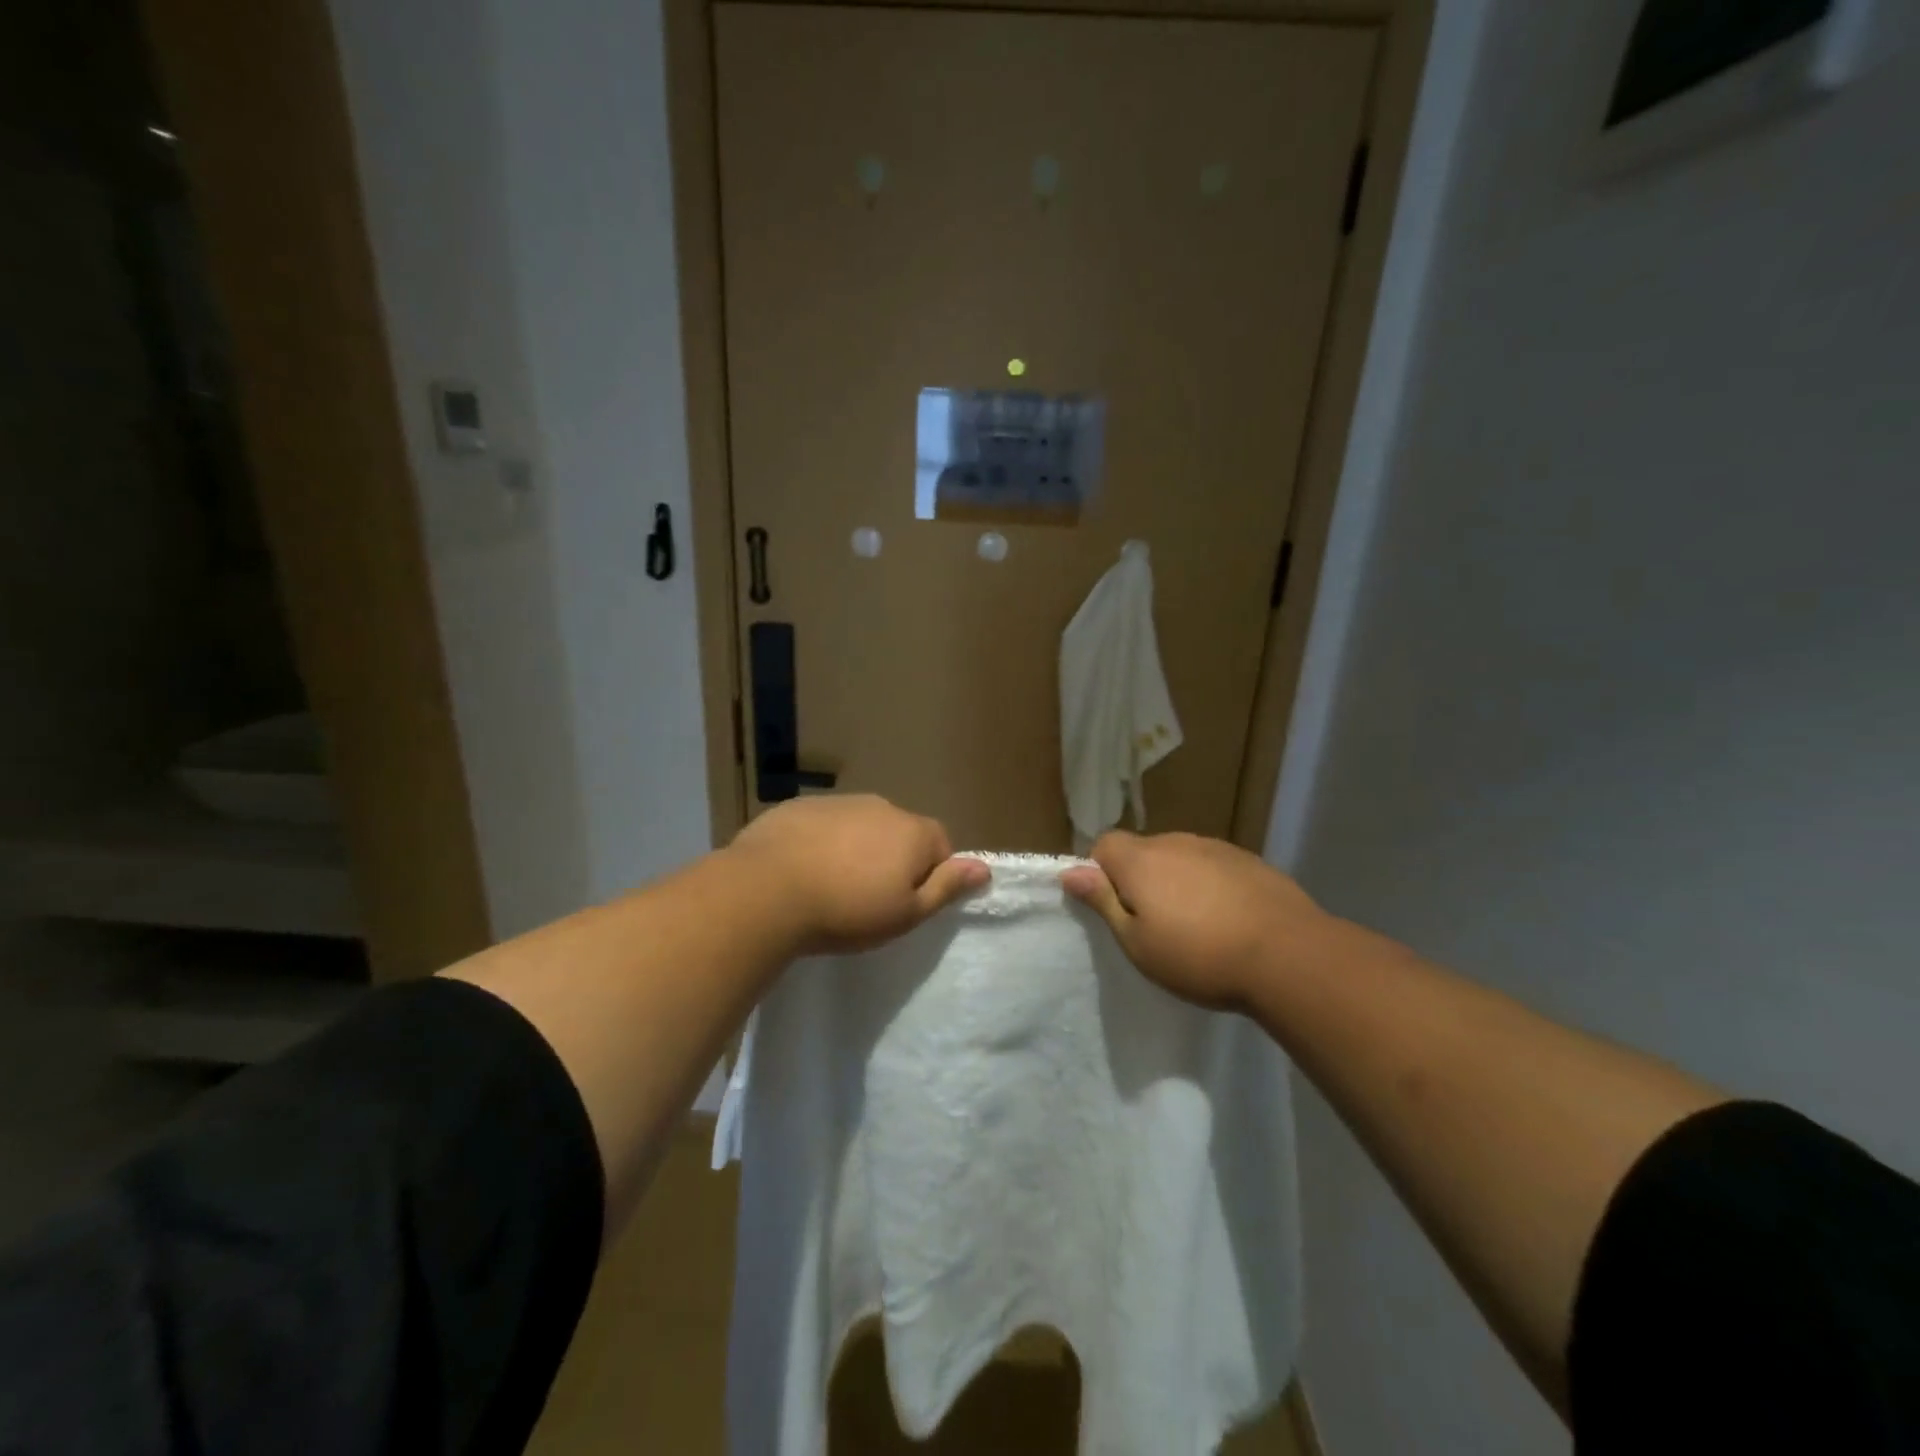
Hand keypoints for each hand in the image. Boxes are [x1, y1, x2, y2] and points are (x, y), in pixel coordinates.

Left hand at [725, 794, 988, 955]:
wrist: (766, 891)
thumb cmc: (847, 910)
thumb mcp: (905, 913)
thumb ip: (946, 887)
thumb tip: (983, 868)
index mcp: (912, 831)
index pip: (941, 845)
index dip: (930, 874)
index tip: (905, 902)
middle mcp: (880, 806)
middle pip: (899, 832)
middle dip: (891, 859)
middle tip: (867, 899)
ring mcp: (837, 802)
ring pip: (860, 826)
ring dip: (855, 849)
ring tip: (830, 886)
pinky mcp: (798, 806)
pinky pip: (822, 824)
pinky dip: (820, 842)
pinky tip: (800, 871)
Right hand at [1061, 831, 1330, 1009]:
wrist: (1288, 955)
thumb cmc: (1199, 957)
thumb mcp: (1138, 943)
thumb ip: (1103, 902)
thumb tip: (1070, 871)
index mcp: (1141, 860)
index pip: (1103, 845)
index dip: (1100, 872)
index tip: (1114, 907)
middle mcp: (1175, 842)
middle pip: (1142, 851)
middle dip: (1139, 879)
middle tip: (1153, 924)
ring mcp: (1216, 848)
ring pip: (1180, 858)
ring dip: (1177, 881)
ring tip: (1195, 925)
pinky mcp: (1249, 860)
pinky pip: (1213, 866)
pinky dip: (1210, 884)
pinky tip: (1228, 918)